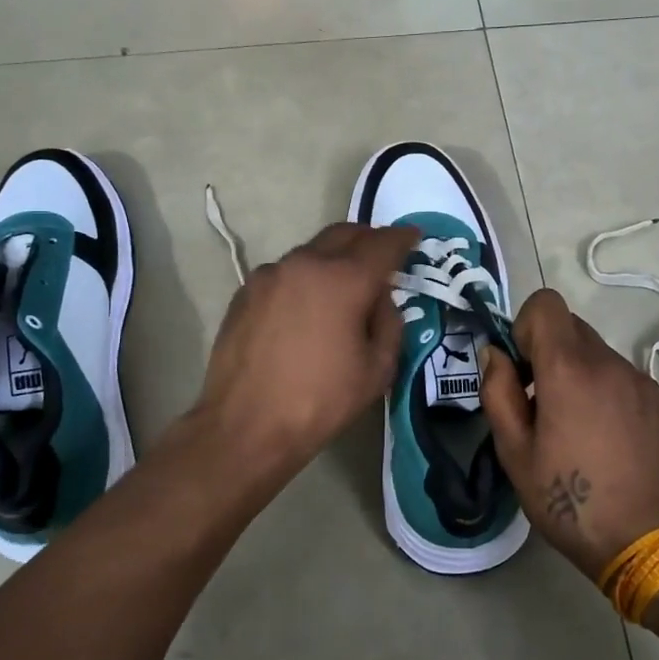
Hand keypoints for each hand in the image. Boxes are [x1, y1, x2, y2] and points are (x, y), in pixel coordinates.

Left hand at [194, 221, 417, 485]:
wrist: (246, 426)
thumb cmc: (320, 401)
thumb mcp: (377, 369)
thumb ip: (389, 322)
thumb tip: (380, 299)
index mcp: (343, 280)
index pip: (382, 244)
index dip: (403, 238)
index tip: (413, 237)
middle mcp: (305, 264)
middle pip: (343, 234)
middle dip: (368, 239)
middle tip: (382, 256)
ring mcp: (269, 275)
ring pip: (311, 252)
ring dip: (333, 259)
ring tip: (343, 286)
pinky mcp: (245, 292)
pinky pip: (285, 273)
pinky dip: (304, 279)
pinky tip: (306, 307)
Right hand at [480, 289, 658, 582]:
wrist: (649, 543)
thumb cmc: (569, 501)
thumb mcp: (514, 452)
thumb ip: (497, 391)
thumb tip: (493, 353)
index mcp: (569, 369)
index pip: (546, 303)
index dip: (524, 326)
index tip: (520, 369)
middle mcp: (610, 363)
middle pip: (570, 326)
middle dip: (546, 352)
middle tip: (539, 403)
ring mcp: (641, 381)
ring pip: (597, 353)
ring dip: (576, 373)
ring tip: (574, 428)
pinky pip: (622, 377)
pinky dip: (604, 391)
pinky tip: (605, 439)